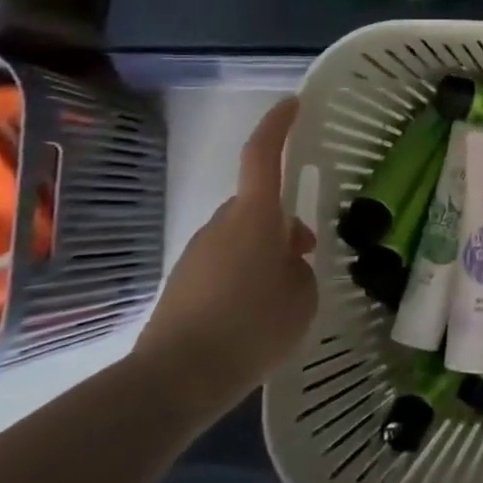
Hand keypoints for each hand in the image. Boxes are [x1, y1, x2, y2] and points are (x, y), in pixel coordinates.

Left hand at [132, 97, 317, 419]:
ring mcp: (198, 253)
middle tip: (307, 250)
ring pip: (241, 234)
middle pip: (257, 203)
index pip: (263, 155)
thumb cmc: (253, 327)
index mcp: (255, 217)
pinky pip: (224, 261)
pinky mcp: (183, 282)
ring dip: (264, 249)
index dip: (278, 125)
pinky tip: (255, 312)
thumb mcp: (303, 297)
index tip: (292, 103)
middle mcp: (222, 224)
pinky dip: (244, 273)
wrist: (176, 379)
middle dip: (282, 218)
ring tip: (284, 292)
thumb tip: (286, 263)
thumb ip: (300, 268)